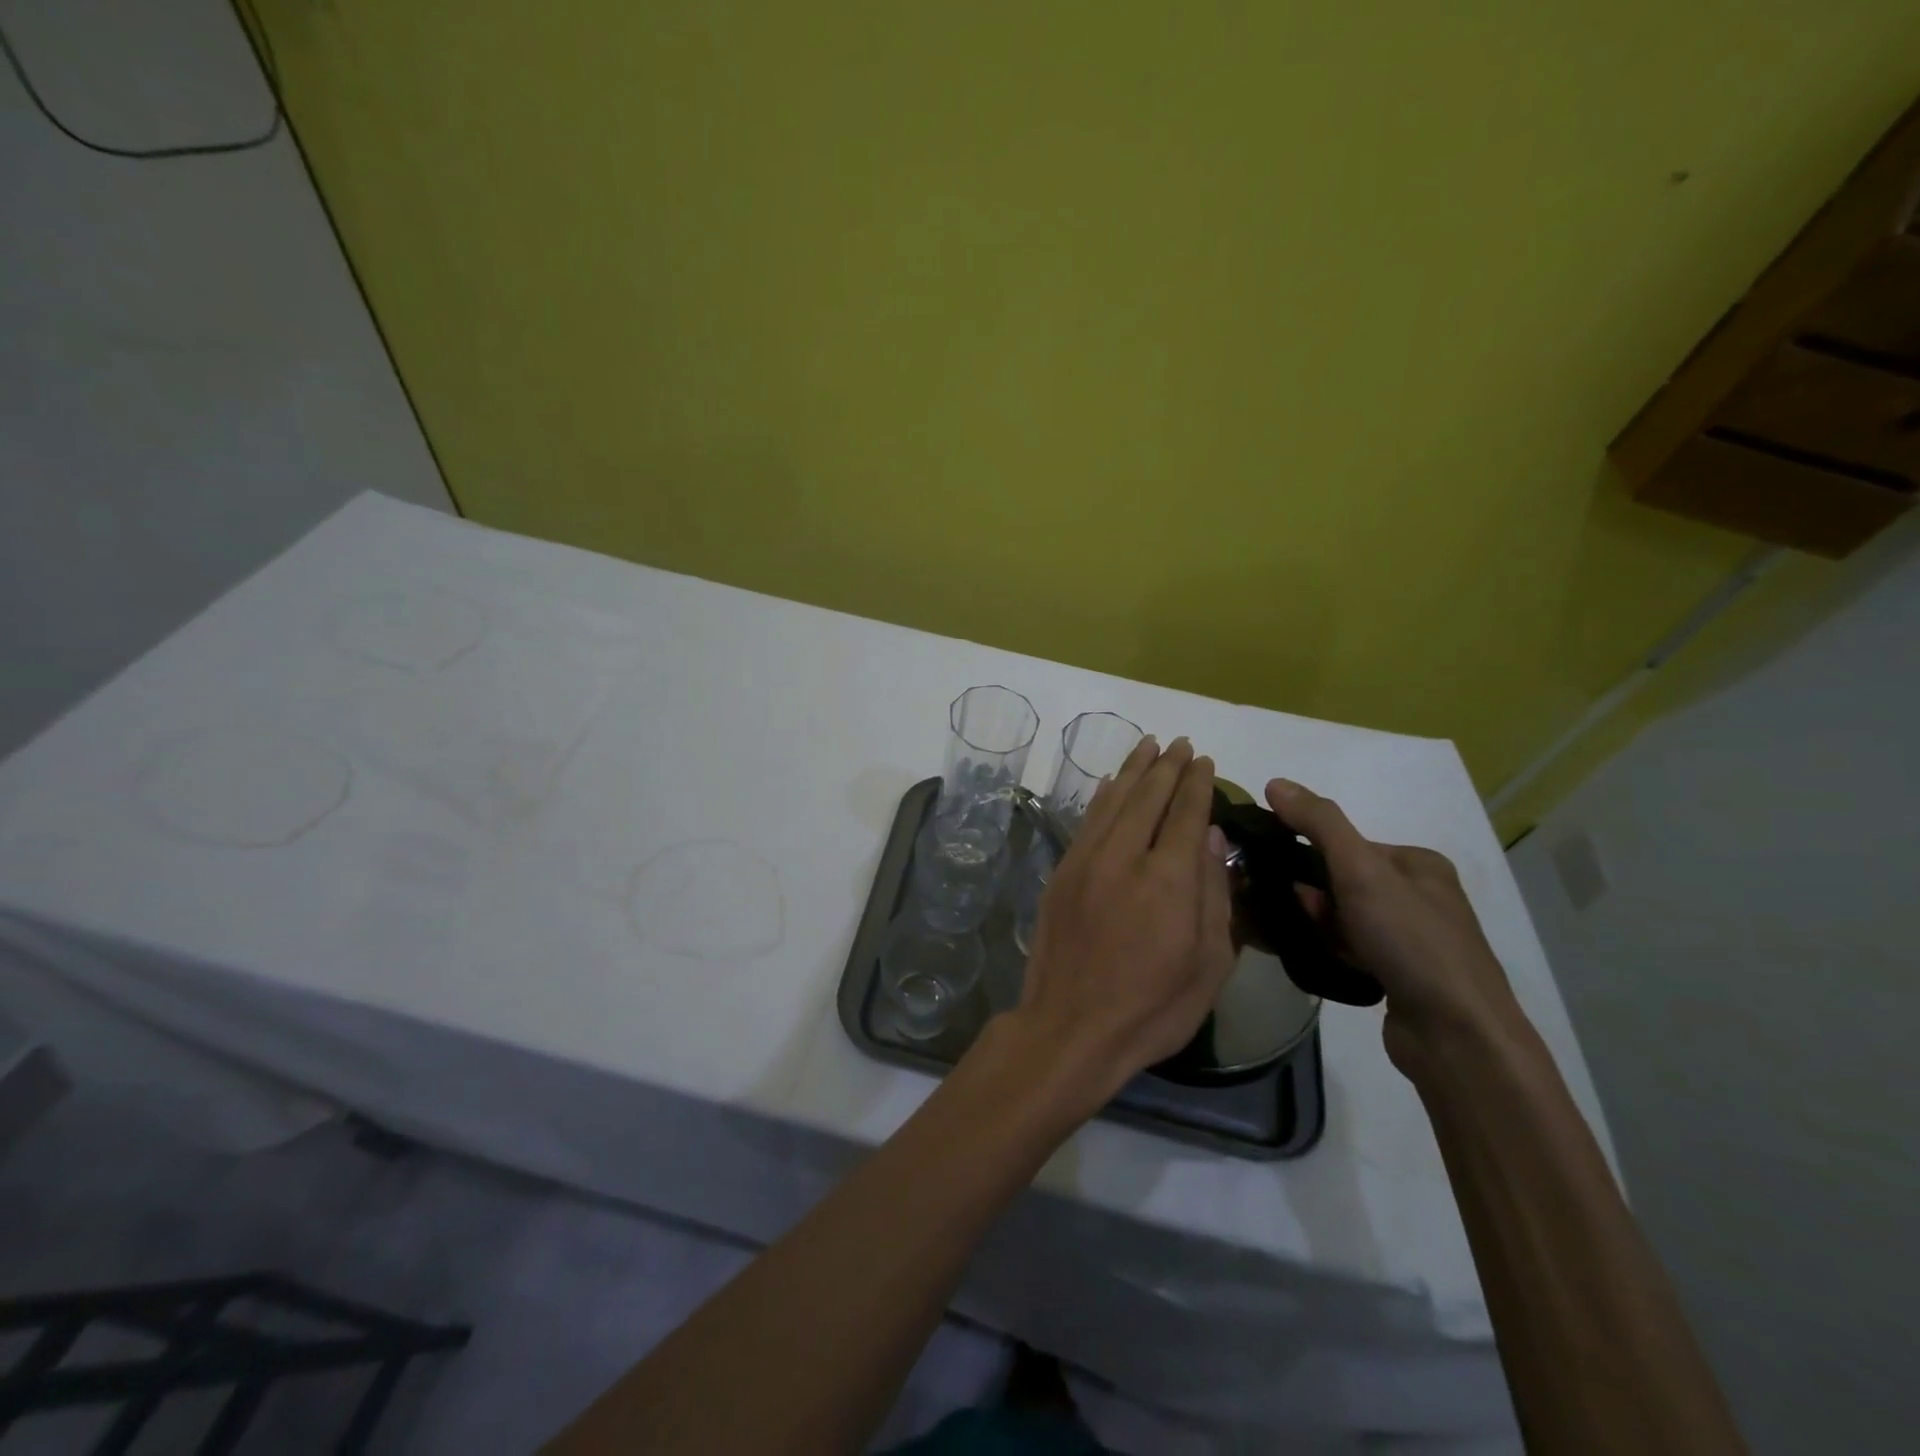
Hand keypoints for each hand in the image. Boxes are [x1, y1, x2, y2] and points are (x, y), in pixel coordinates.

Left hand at [1012, 737, 1236, 1107]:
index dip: (1197, 784)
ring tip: (1148, 746)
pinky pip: (1086, 821)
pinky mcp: (1062, 872)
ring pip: (1113, 800)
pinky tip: (1109, 783)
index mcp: (1169, 878)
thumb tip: (1211, 837)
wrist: (1071, 1027)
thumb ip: (1215, 894)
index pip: (1187, 813)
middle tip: (1179, 744)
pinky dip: (1102, 796)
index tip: (1204, 760)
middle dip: (1167, 766)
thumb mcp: (1208, 963)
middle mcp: (1126, 856)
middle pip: (1148, 796)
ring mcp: (1087, 861)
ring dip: (1133, 770)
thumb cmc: (1152, 1006)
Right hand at [1265, 778, 1525, 1073]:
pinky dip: (1333, 950)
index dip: (1311, 856)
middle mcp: (1421, 897)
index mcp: (1419, 864)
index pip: (1349, 844)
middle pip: (1344, 881)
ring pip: (1345, 918)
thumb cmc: (1410, 941)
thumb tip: (1274, 782)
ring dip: (1320, 924)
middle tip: (1295, 912)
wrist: (1456, 1036)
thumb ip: (1318, 823)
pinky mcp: (1403, 976)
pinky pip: (1353, 949)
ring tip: (1306, 940)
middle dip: (1313, 895)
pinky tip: (1322, 960)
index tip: (1285, 877)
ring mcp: (1414, 940)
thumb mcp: (1360, 870)